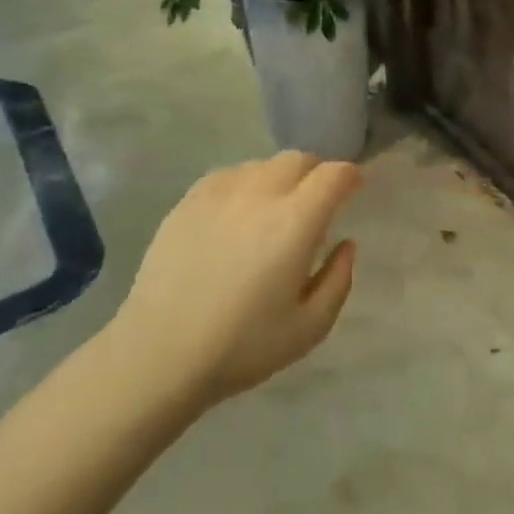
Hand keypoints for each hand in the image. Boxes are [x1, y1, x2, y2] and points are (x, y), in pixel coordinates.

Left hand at [109, 151, 361, 405]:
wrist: (159, 354)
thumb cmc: (243, 346)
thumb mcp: (310, 328)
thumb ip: (338, 280)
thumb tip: (346, 245)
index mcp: (295, 222)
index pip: (333, 174)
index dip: (350, 176)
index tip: (354, 188)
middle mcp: (260, 194)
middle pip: (298, 159)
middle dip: (316, 172)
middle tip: (317, 201)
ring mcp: (219, 194)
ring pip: (262, 164)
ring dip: (280, 177)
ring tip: (275, 208)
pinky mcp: (188, 202)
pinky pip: (228, 174)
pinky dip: (245, 183)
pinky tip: (238, 212)